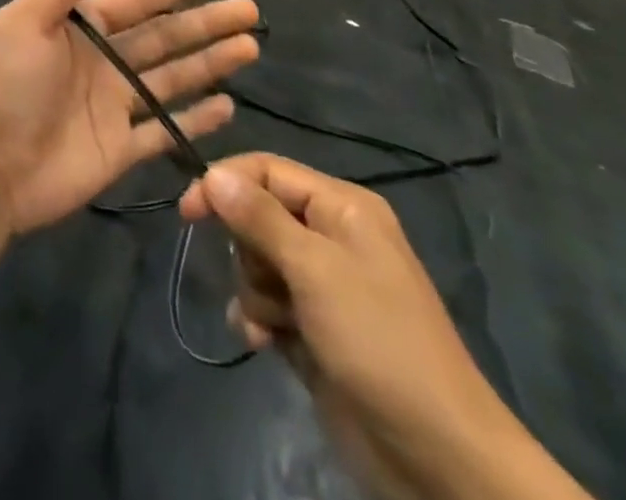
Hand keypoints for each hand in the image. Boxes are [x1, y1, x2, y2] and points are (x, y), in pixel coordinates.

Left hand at [0, 0, 258, 233]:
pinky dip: (196, 119)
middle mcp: (102, 63)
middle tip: (248, 10)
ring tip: (249, 47)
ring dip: (210, 62)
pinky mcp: (121, 149)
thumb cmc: (8, 90)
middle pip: (163, 36)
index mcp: (79, 30)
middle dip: (205, 22)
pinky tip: (228, 105)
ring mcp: (114, 106)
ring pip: (172, 77)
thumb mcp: (22, 26)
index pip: (135, 1)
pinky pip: (165, 129)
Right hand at [181, 156, 586, 499]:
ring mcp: (324, 286)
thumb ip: (259, 217)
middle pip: (258, 216)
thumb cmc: (378, 341)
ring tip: (274, 324)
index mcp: (341, 207)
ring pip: (258, 262)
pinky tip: (263, 342)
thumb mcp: (315, 269)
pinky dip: (258, 319)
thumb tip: (211, 171)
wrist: (438, 456)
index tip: (187, 213)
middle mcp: (331, 237)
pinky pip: (266, 303)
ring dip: (254, 292)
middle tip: (268, 282)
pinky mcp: (315, 328)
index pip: (267, 170)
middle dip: (249, 251)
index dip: (224, 183)